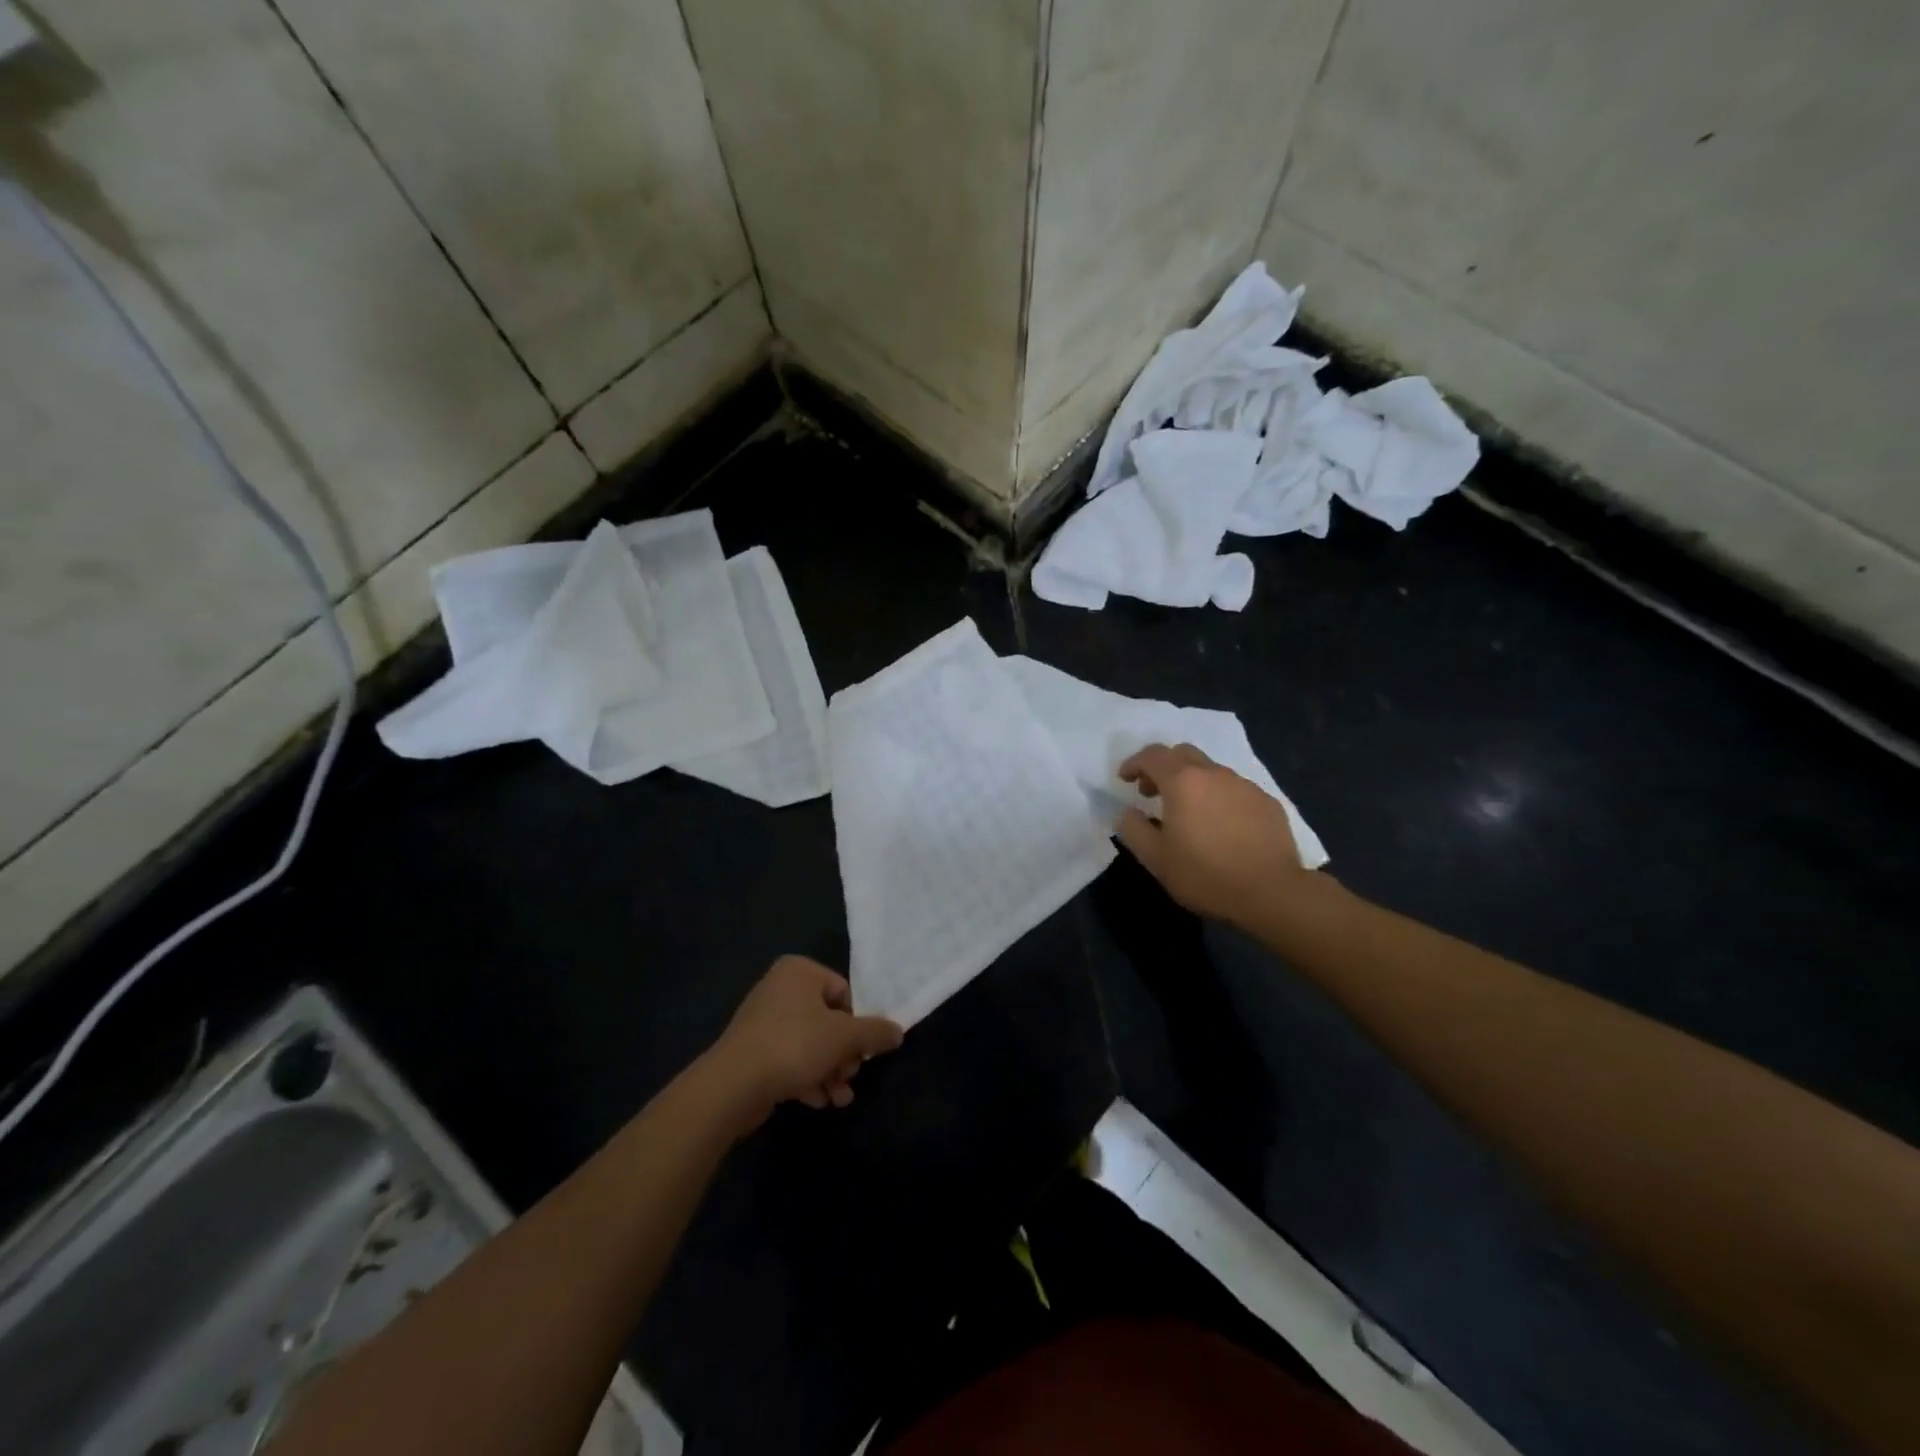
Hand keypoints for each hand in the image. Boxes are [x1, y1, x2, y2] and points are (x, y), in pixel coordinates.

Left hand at [706, 956, 903, 1129]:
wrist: (732, 1085)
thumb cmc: (794, 1046)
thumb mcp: (845, 1037)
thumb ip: (876, 1032)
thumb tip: (898, 1031)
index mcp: (800, 971)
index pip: (844, 992)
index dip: (858, 1024)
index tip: (863, 1051)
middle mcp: (780, 988)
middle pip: (829, 1020)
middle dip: (844, 1054)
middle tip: (850, 1076)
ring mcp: (763, 1019)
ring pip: (811, 1043)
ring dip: (830, 1071)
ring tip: (839, 1098)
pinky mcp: (753, 1050)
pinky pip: (790, 1058)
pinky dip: (807, 1077)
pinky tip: (818, 1100)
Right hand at [1116, 743, 1311, 926]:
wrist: (1271, 892)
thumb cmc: (1205, 875)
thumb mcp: (1155, 859)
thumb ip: (1133, 829)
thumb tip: (1128, 813)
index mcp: (1183, 782)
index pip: (1152, 755)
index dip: (1134, 763)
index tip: (1125, 779)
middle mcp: (1214, 774)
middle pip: (1182, 754)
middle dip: (1162, 767)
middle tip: (1153, 793)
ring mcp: (1245, 785)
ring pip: (1211, 771)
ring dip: (1192, 783)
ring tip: (1189, 813)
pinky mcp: (1267, 802)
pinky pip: (1235, 789)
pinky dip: (1218, 797)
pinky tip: (1222, 826)